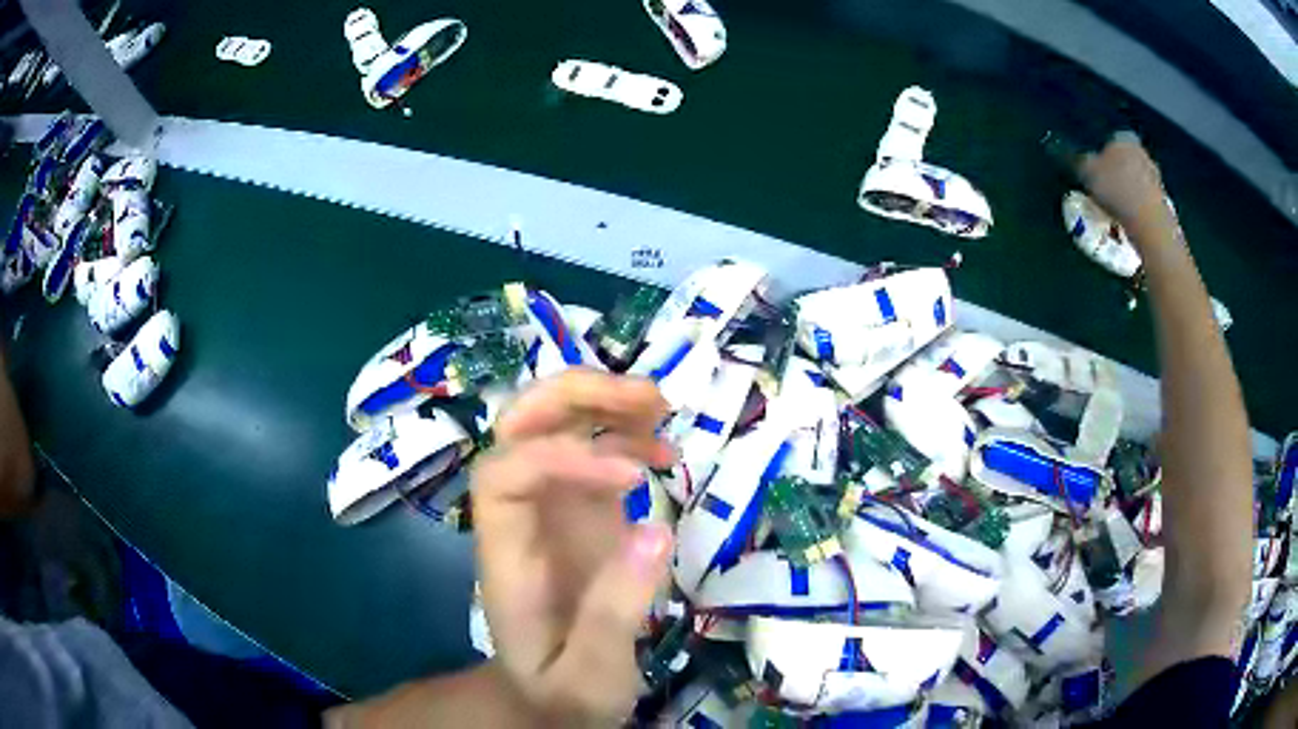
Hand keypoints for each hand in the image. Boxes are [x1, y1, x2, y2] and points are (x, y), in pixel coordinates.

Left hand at [472, 370, 675, 723]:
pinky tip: (664, 450)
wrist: (552, 697)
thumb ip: (614, 615)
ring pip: (554, 424)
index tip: (632, 478)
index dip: (559, 459)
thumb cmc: (562, 691)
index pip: (504, 476)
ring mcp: (549, 507)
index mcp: (505, 555)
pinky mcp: (580, 511)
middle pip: (517, 427)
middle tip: (647, 398)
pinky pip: (593, 450)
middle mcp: (519, 516)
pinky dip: (627, 433)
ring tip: (663, 410)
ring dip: (603, 401)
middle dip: (575, 395)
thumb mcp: (590, 676)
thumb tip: (656, 530)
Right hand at [1078, 131, 1174, 236]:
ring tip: (1115, 204)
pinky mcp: (1162, 199)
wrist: (1150, 224)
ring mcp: (1155, 176)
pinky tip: (1128, 215)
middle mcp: (1141, 151)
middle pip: (1123, 158)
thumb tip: (1064, 149)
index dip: (1099, 152)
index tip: (1092, 167)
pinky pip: (1144, 197)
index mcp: (1123, 137)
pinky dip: (1136, 203)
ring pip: (1135, 177)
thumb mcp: (1087, 172)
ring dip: (1126, 187)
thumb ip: (1076, 159)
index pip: (1108, 138)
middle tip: (1103, 185)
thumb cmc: (1117, 190)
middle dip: (1115, 169)